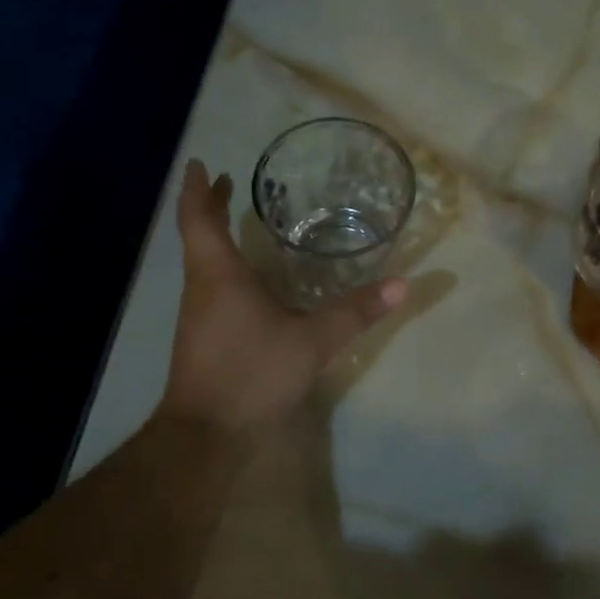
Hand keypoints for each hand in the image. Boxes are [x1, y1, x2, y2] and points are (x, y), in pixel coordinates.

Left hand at [160, 159, 407, 433]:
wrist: (205, 434)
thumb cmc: (250, 373)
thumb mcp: (311, 342)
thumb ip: (354, 312)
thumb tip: (401, 285)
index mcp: (219, 275)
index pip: (199, 218)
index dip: (199, 189)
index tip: (202, 164)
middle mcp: (201, 288)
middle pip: (198, 236)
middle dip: (211, 206)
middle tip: (229, 183)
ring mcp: (198, 314)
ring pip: (203, 262)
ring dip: (217, 237)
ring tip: (242, 223)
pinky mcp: (203, 337)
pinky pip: (210, 286)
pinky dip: (225, 266)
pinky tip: (251, 281)